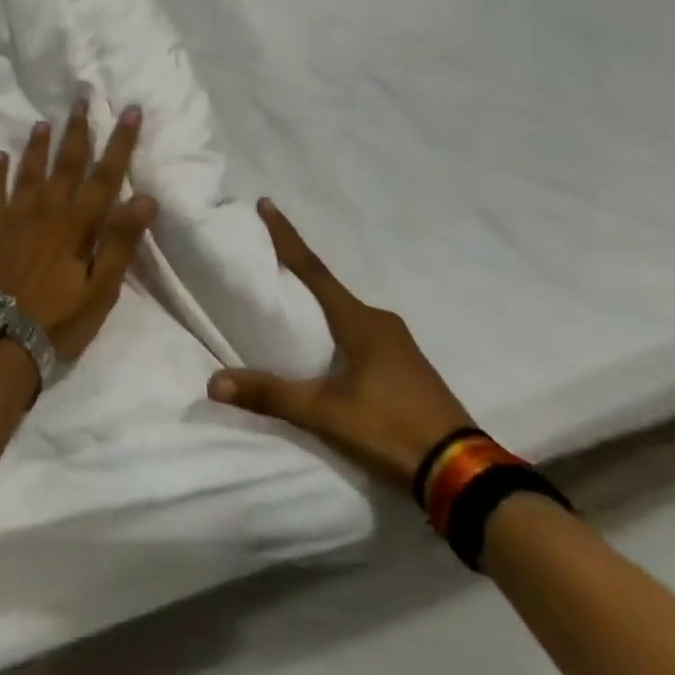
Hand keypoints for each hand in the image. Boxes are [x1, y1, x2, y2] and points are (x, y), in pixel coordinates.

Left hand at [0, 101, 158, 363]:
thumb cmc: (58, 320)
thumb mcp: (100, 289)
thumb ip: (120, 242)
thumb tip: (145, 197)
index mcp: (78, 224)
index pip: (105, 175)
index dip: (120, 142)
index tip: (129, 111)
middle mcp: (47, 211)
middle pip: (66, 163)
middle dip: (78, 130)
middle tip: (81, 98)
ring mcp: (15, 218)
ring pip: (29, 171)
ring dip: (38, 145)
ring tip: (43, 122)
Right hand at [207, 200, 475, 492]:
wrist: (461, 470)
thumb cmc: (390, 428)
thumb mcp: (325, 413)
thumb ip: (271, 395)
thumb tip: (213, 383)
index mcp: (359, 321)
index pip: (313, 269)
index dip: (286, 237)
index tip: (267, 204)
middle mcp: (379, 321)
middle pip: (329, 289)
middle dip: (299, 274)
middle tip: (267, 262)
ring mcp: (398, 343)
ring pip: (346, 313)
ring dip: (319, 304)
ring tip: (290, 307)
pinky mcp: (405, 365)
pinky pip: (361, 332)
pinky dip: (337, 328)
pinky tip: (326, 348)